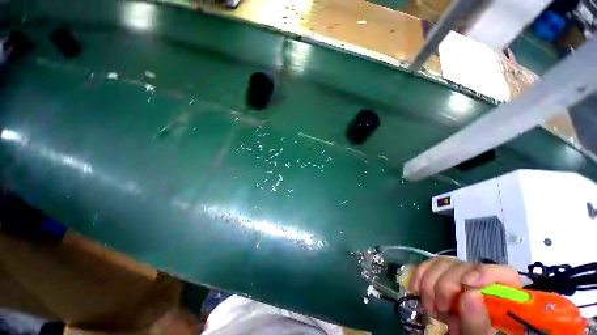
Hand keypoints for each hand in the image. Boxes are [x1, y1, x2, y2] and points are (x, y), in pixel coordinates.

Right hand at [410, 257, 520, 333]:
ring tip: (428, 305)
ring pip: (443, 263)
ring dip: (429, 282)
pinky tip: (415, 288)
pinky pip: (428, 265)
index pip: (504, 273)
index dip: (486, 273)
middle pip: (465, 267)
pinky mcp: (441, 276)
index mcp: (501, 298)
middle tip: (439, 307)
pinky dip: (419, 274)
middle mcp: (481, 283)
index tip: (468, 284)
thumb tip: (471, 294)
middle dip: (446, 285)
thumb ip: (478, 323)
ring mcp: (459, 278)